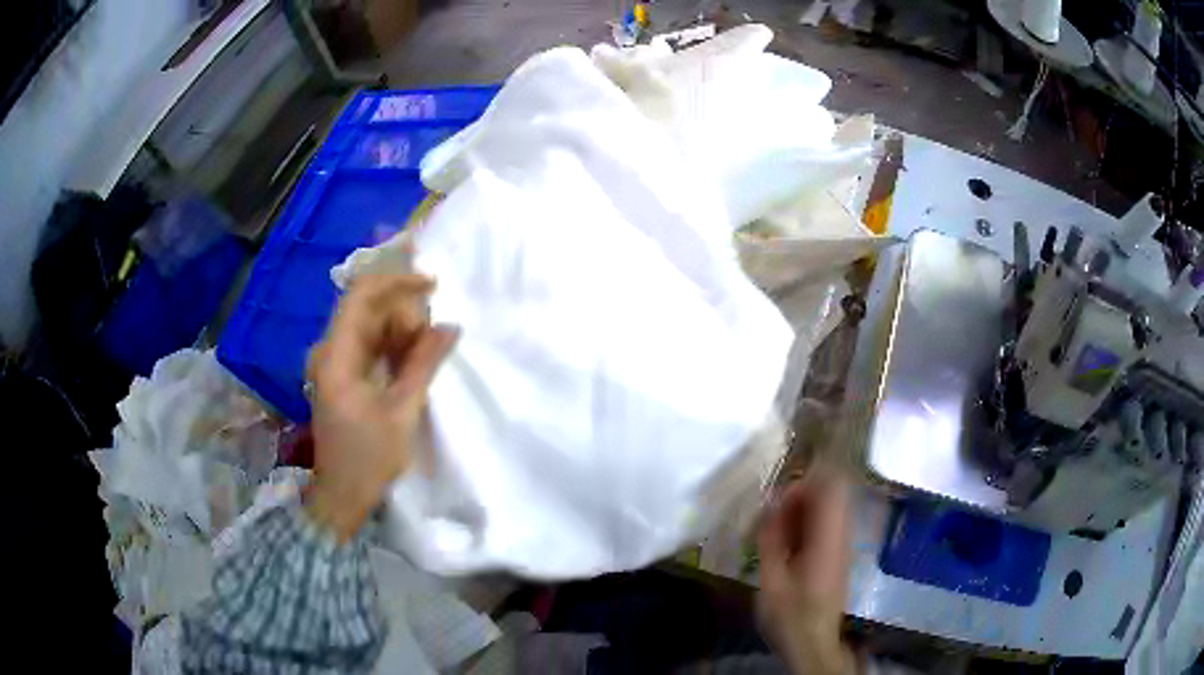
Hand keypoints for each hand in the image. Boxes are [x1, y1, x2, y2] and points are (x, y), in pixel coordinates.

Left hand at [304, 274, 457, 540]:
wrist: (342, 495)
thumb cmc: (368, 457)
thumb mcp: (402, 411)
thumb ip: (424, 363)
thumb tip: (450, 326)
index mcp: (336, 356)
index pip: (361, 295)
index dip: (396, 281)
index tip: (432, 286)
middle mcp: (329, 351)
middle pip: (367, 308)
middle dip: (404, 312)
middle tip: (433, 338)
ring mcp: (333, 362)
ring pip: (370, 325)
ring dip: (400, 330)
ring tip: (428, 352)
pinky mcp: (342, 375)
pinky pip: (368, 345)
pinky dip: (392, 346)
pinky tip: (413, 361)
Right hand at [757, 469, 856, 674]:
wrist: (813, 643)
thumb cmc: (790, 615)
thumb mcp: (771, 581)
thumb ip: (771, 539)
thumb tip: (768, 505)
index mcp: (827, 540)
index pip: (830, 489)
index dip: (803, 484)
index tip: (776, 500)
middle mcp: (841, 536)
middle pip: (831, 494)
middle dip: (800, 496)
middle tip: (772, 515)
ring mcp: (842, 545)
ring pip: (829, 509)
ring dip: (801, 511)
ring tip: (775, 530)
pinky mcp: (837, 555)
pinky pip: (826, 525)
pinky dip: (805, 525)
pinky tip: (785, 545)